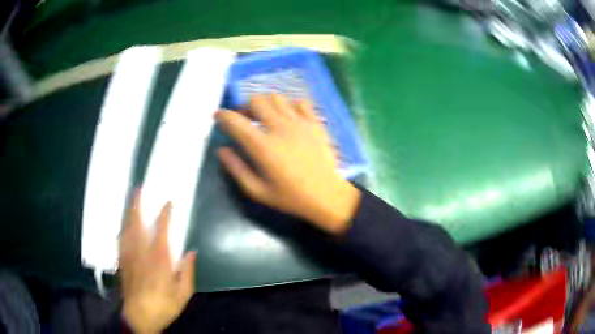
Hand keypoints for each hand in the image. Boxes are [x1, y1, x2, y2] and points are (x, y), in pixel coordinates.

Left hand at [119, 191, 195, 333]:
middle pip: (137, 223)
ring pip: (126, 228)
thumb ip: (187, 272)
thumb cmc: (163, 305)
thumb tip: (191, 252)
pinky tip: (123, 224)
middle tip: (138, 189)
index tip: (168, 202)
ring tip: (130, 200)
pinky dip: (122, 228)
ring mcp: (128, 255)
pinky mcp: (122, 261)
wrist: (139, 316)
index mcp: (159, 258)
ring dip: (129, 212)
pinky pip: (121, 239)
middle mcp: (141, 252)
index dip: (165, 214)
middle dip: (137, 204)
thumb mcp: (182, 293)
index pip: (161, 230)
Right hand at [215, 94, 360, 233]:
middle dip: (244, 107)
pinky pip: (300, 102)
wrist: (327, 196)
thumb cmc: (291, 197)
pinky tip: (289, 119)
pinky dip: (289, 106)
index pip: (236, 121)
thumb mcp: (258, 191)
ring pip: (277, 98)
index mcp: (263, 146)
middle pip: (256, 100)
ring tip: (266, 118)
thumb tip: (222, 150)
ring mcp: (300, 122)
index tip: (217, 115)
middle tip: (244, 119)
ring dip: (266, 105)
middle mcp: (280, 128)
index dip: (222, 115)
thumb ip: (237, 169)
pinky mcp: (315, 123)